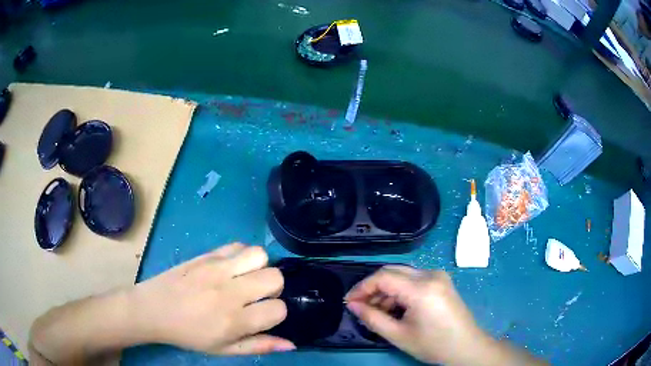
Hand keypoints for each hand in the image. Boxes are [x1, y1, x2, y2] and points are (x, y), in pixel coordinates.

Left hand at [130, 243, 294, 354]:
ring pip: (260, 255)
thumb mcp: (224, 349)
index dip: (276, 313)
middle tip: (256, 296)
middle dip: (273, 289)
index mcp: (234, 321)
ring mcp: (217, 269)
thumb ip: (258, 346)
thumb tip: (291, 344)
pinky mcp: (206, 254)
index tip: (263, 315)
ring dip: (260, 267)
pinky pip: (237, 245)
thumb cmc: (189, 335)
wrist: (154, 309)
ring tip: (246, 278)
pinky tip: (232, 268)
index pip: (279, 309)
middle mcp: (230, 292)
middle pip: (275, 278)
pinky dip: (242, 255)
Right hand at [345, 266, 481, 364]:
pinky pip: (414, 279)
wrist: (466, 347)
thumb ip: (372, 318)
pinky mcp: (442, 281)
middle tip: (360, 306)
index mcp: (421, 288)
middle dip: (373, 287)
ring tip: (377, 310)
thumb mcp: (398, 335)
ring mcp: (438, 276)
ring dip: (386, 289)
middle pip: (392, 271)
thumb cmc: (433, 345)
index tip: (349, 302)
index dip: (362, 287)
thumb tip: (353, 306)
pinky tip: (395, 307)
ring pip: (402, 274)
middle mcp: (431, 274)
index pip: (383, 277)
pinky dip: (400, 290)